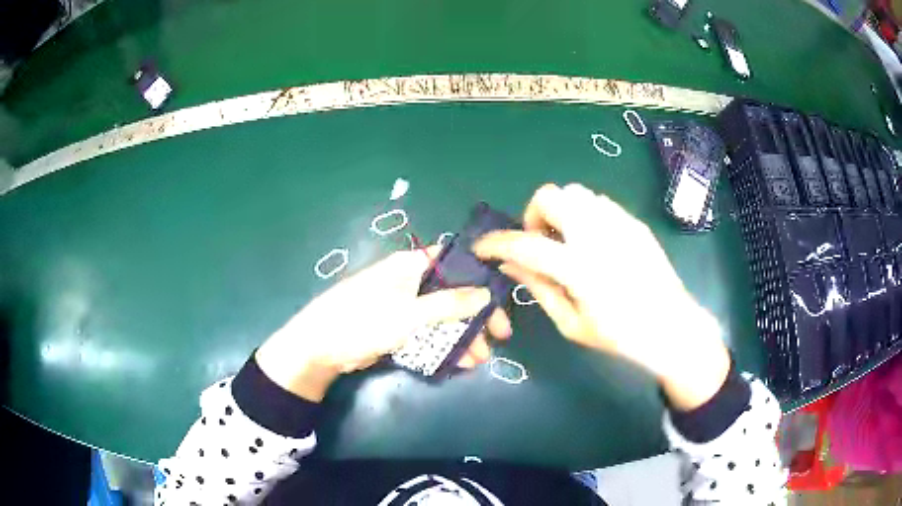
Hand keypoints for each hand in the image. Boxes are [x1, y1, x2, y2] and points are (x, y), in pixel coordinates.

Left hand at [256, 246, 511, 401]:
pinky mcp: (397, 328)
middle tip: (500, 336)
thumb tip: (485, 293)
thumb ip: (449, 304)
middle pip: (453, 293)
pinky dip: (445, 345)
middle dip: (477, 315)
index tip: (501, 298)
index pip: (454, 262)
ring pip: (443, 316)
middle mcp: (410, 282)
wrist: (321, 347)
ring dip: (463, 335)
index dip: (480, 277)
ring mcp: (404, 306)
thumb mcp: (409, 313)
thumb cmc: (363, 321)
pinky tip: (461, 361)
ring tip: (481, 358)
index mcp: (411, 266)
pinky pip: (429, 332)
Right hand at [474, 183, 729, 409]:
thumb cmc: (620, 335)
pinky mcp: (634, 222)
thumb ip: (539, 288)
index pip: (525, 245)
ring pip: (576, 193)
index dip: (496, 244)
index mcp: (580, 268)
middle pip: (552, 195)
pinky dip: (583, 215)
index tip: (482, 247)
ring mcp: (620, 223)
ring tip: (567, 243)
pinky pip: (598, 203)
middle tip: (540, 244)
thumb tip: (509, 266)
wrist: (671, 326)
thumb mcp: (572, 323)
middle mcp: (599, 235)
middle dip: (534, 216)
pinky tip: (592, 243)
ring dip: (560, 212)